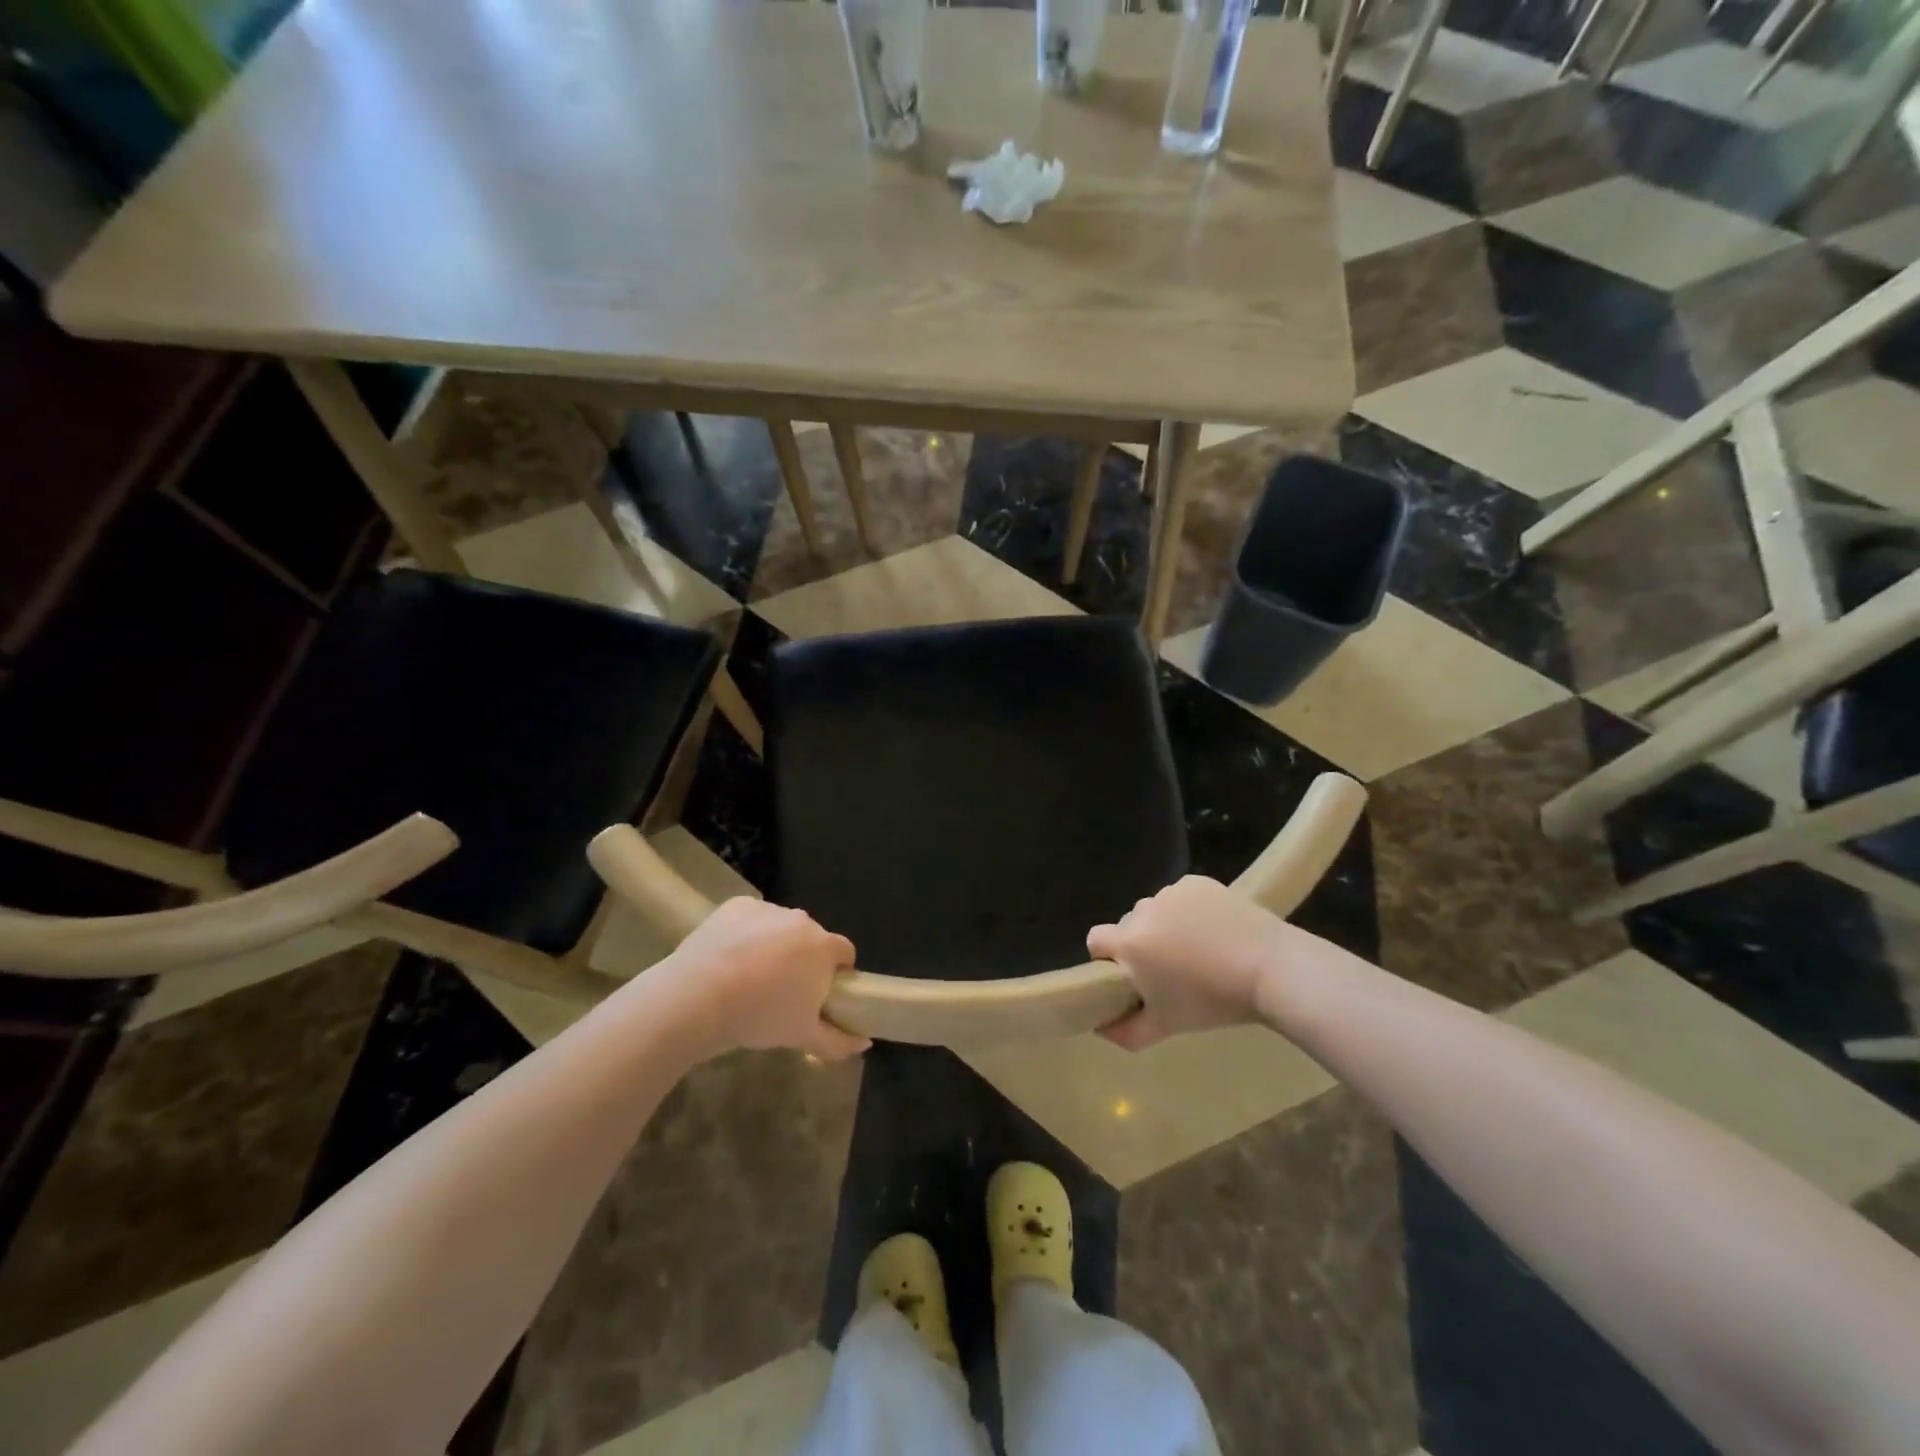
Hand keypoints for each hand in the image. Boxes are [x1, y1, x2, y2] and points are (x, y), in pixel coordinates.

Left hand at [644, 898, 868, 1061]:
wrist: (698, 996)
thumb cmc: (759, 1016)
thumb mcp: (803, 1038)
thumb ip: (839, 1041)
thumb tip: (864, 1042)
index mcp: (824, 947)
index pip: (845, 953)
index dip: (837, 974)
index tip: (819, 995)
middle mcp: (801, 920)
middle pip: (812, 939)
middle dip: (803, 960)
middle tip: (781, 992)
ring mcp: (768, 909)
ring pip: (780, 928)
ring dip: (774, 946)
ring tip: (748, 978)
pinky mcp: (737, 906)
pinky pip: (751, 919)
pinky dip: (745, 934)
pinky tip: (727, 959)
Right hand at [1088, 876, 1293, 1049]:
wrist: (1270, 967)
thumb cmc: (1212, 1001)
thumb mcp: (1166, 1026)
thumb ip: (1125, 1032)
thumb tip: (1100, 1028)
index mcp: (1129, 943)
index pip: (1096, 940)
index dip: (1107, 958)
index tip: (1131, 976)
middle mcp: (1143, 910)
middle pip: (1128, 925)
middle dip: (1141, 943)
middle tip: (1171, 968)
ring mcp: (1171, 892)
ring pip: (1155, 910)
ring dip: (1165, 925)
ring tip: (1198, 949)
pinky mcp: (1197, 882)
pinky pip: (1181, 897)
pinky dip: (1190, 910)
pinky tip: (1214, 930)